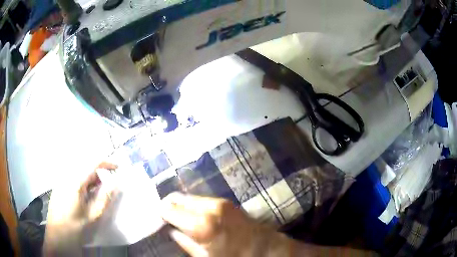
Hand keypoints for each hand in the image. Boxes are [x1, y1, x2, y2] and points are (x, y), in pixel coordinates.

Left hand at [43, 162, 118, 255]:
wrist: (57, 236)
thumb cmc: (76, 226)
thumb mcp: (93, 215)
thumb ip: (104, 198)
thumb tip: (116, 183)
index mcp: (75, 180)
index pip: (92, 162)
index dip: (106, 162)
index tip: (117, 168)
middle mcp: (66, 175)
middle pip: (85, 164)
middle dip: (98, 173)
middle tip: (106, 187)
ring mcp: (61, 179)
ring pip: (79, 170)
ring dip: (90, 178)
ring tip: (96, 193)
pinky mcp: (58, 185)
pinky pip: (72, 176)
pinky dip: (82, 181)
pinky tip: (84, 195)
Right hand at [160, 192, 295, 256]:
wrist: (266, 248)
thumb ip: (186, 243)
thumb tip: (173, 232)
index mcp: (202, 225)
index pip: (169, 210)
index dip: (160, 213)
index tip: (155, 218)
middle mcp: (208, 207)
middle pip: (177, 198)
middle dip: (168, 206)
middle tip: (163, 216)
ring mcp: (218, 202)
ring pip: (188, 197)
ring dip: (180, 205)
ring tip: (176, 216)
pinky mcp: (225, 201)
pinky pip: (200, 199)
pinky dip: (191, 205)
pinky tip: (191, 214)